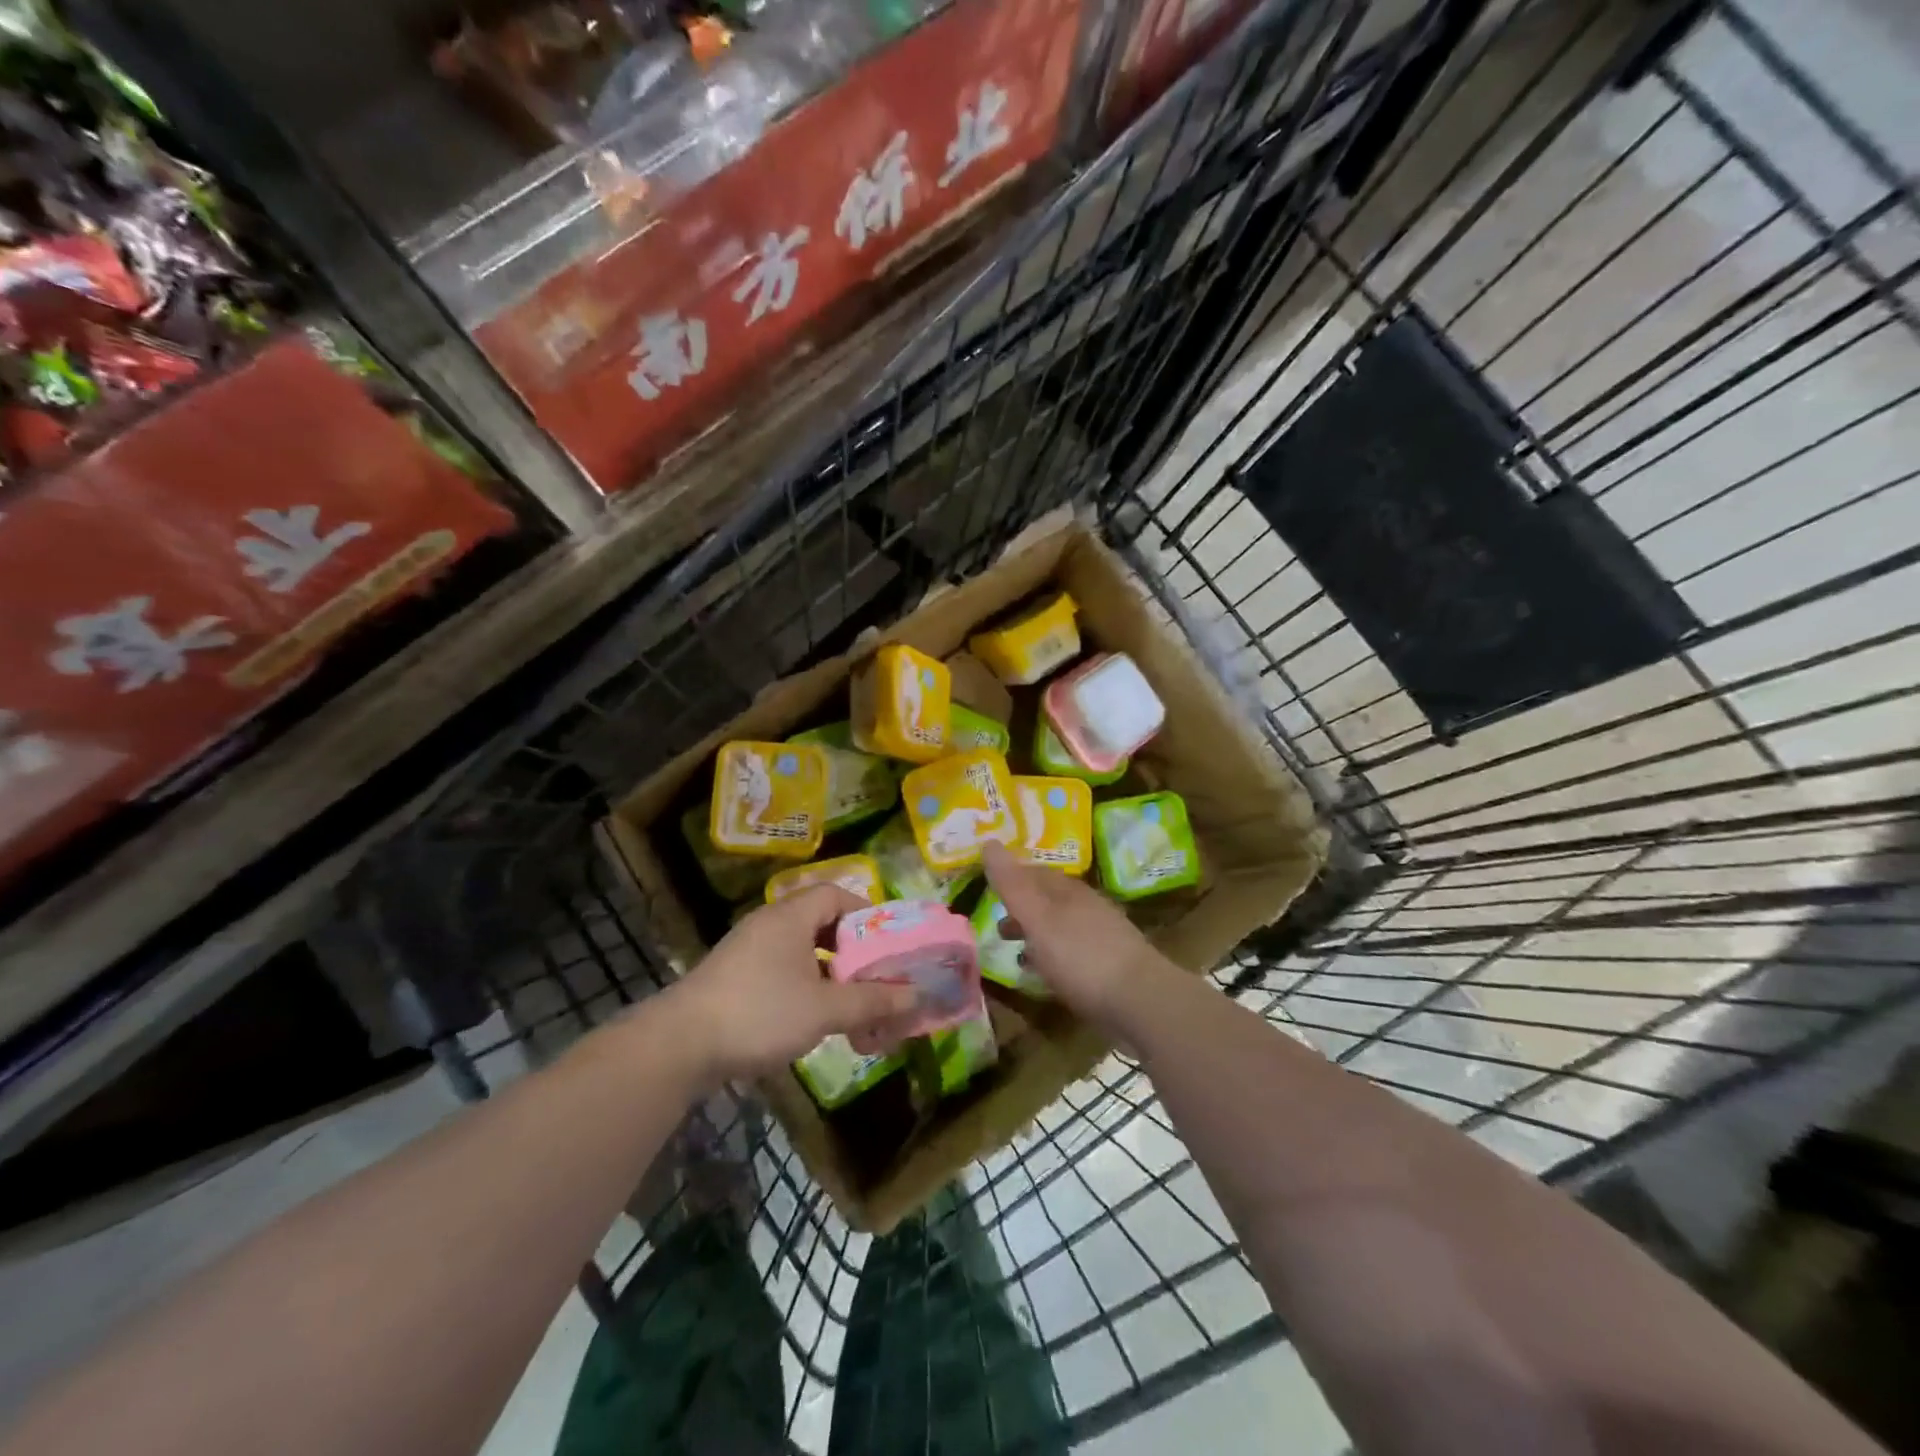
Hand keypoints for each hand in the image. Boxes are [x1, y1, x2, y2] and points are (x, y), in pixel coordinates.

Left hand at [668, 886, 918, 1083]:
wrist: (679, 1046)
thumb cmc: (760, 1012)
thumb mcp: (825, 1008)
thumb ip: (873, 1000)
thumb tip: (917, 994)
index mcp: (790, 916)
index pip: (835, 894)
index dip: (866, 913)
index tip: (887, 942)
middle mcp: (769, 924)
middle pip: (821, 924)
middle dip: (852, 951)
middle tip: (876, 977)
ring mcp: (747, 952)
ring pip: (802, 952)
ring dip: (830, 975)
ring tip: (851, 1005)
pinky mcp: (734, 979)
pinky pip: (781, 972)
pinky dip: (805, 988)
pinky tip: (814, 1020)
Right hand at [981, 842, 1173, 1036]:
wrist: (1141, 1000)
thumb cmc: (1081, 956)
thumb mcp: (1038, 919)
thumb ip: (1013, 885)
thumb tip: (988, 842)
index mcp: (1069, 891)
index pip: (1035, 872)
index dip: (1011, 876)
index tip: (988, 887)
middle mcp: (1087, 906)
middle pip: (1049, 899)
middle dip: (1023, 909)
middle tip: (998, 925)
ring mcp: (1102, 935)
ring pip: (1061, 926)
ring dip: (1037, 934)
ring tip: (1016, 952)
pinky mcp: (1111, 965)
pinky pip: (1073, 951)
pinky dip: (1053, 956)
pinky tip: (1047, 976)